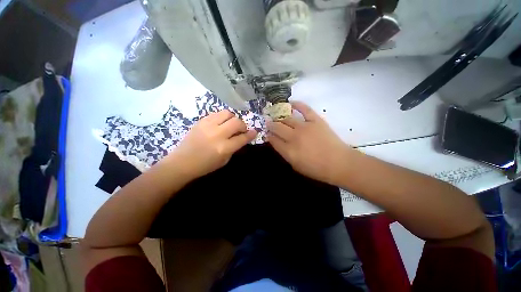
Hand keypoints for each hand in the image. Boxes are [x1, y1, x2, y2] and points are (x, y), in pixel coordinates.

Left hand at [169, 110, 256, 178]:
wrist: (182, 162)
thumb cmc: (205, 165)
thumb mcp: (224, 160)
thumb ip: (234, 148)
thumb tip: (241, 138)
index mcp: (224, 148)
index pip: (242, 138)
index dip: (251, 134)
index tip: (255, 131)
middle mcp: (217, 134)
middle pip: (237, 122)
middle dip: (242, 125)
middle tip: (241, 130)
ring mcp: (208, 125)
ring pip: (227, 113)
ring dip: (233, 119)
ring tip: (230, 125)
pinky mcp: (201, 121)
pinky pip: (217, 114)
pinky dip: (222, 118)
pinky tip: (220, 124)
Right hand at [267, 101, 352, 184]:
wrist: (339, 163)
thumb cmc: (316, 169)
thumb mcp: (296, 166)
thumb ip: (285, 153)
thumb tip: (278, 143)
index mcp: (288, 151)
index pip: (273, 140)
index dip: (268, 136)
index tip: (267, 134)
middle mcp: (293, 137)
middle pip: (277, 127)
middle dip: (270, 125)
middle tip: (268, 123)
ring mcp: (304, 127)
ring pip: (287, 119)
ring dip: (279, 118)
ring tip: (277, 117)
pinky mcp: (315, 120)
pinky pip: (304, 109)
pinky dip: (297, 104)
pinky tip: (290, 103)